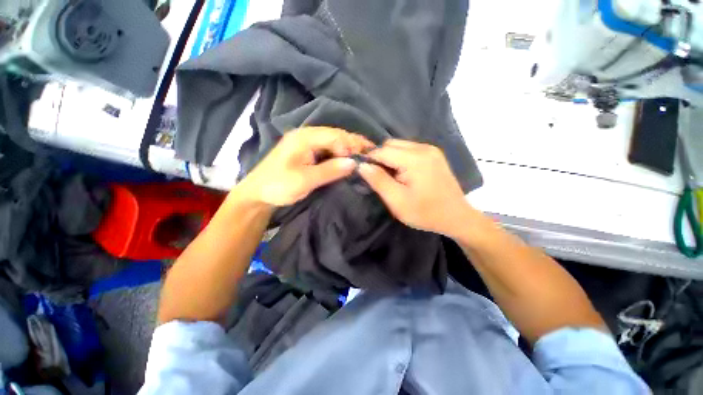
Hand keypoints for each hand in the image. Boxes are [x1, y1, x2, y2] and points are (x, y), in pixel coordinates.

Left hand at [237, 127, 373, 206]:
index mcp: (304, 138)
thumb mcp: (305, 180)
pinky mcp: (307, 151)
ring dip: (348, 148)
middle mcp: (306, 135)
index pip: (335, 136)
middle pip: (335, 135)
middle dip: (353, 143)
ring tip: (363, 155)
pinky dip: (340, 153)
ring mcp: (306, 143)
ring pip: (333, 141)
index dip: (351, 145)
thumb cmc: (279, 186)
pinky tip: (348, 159)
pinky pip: (328, 149)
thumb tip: (353, 163)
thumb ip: (330, 170)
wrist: (258, 194)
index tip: (365, 156)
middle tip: (371, 153)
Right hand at [358, 139, 477, 236]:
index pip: (382, 151)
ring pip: (399, 146)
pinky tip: (402, 173)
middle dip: (380, 158)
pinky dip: (400, 158)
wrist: (456, 217)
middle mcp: (423, 148)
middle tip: (377, 177)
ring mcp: (430, 150)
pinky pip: (409, 150)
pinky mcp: (434, 154)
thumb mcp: (397, 201)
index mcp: (414, 159)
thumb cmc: (425, 212)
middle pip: (391, 145)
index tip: (362, 172)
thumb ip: (378, 181)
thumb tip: (362, 166)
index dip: (369, 160)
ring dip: (389, 158)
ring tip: (390, 176)